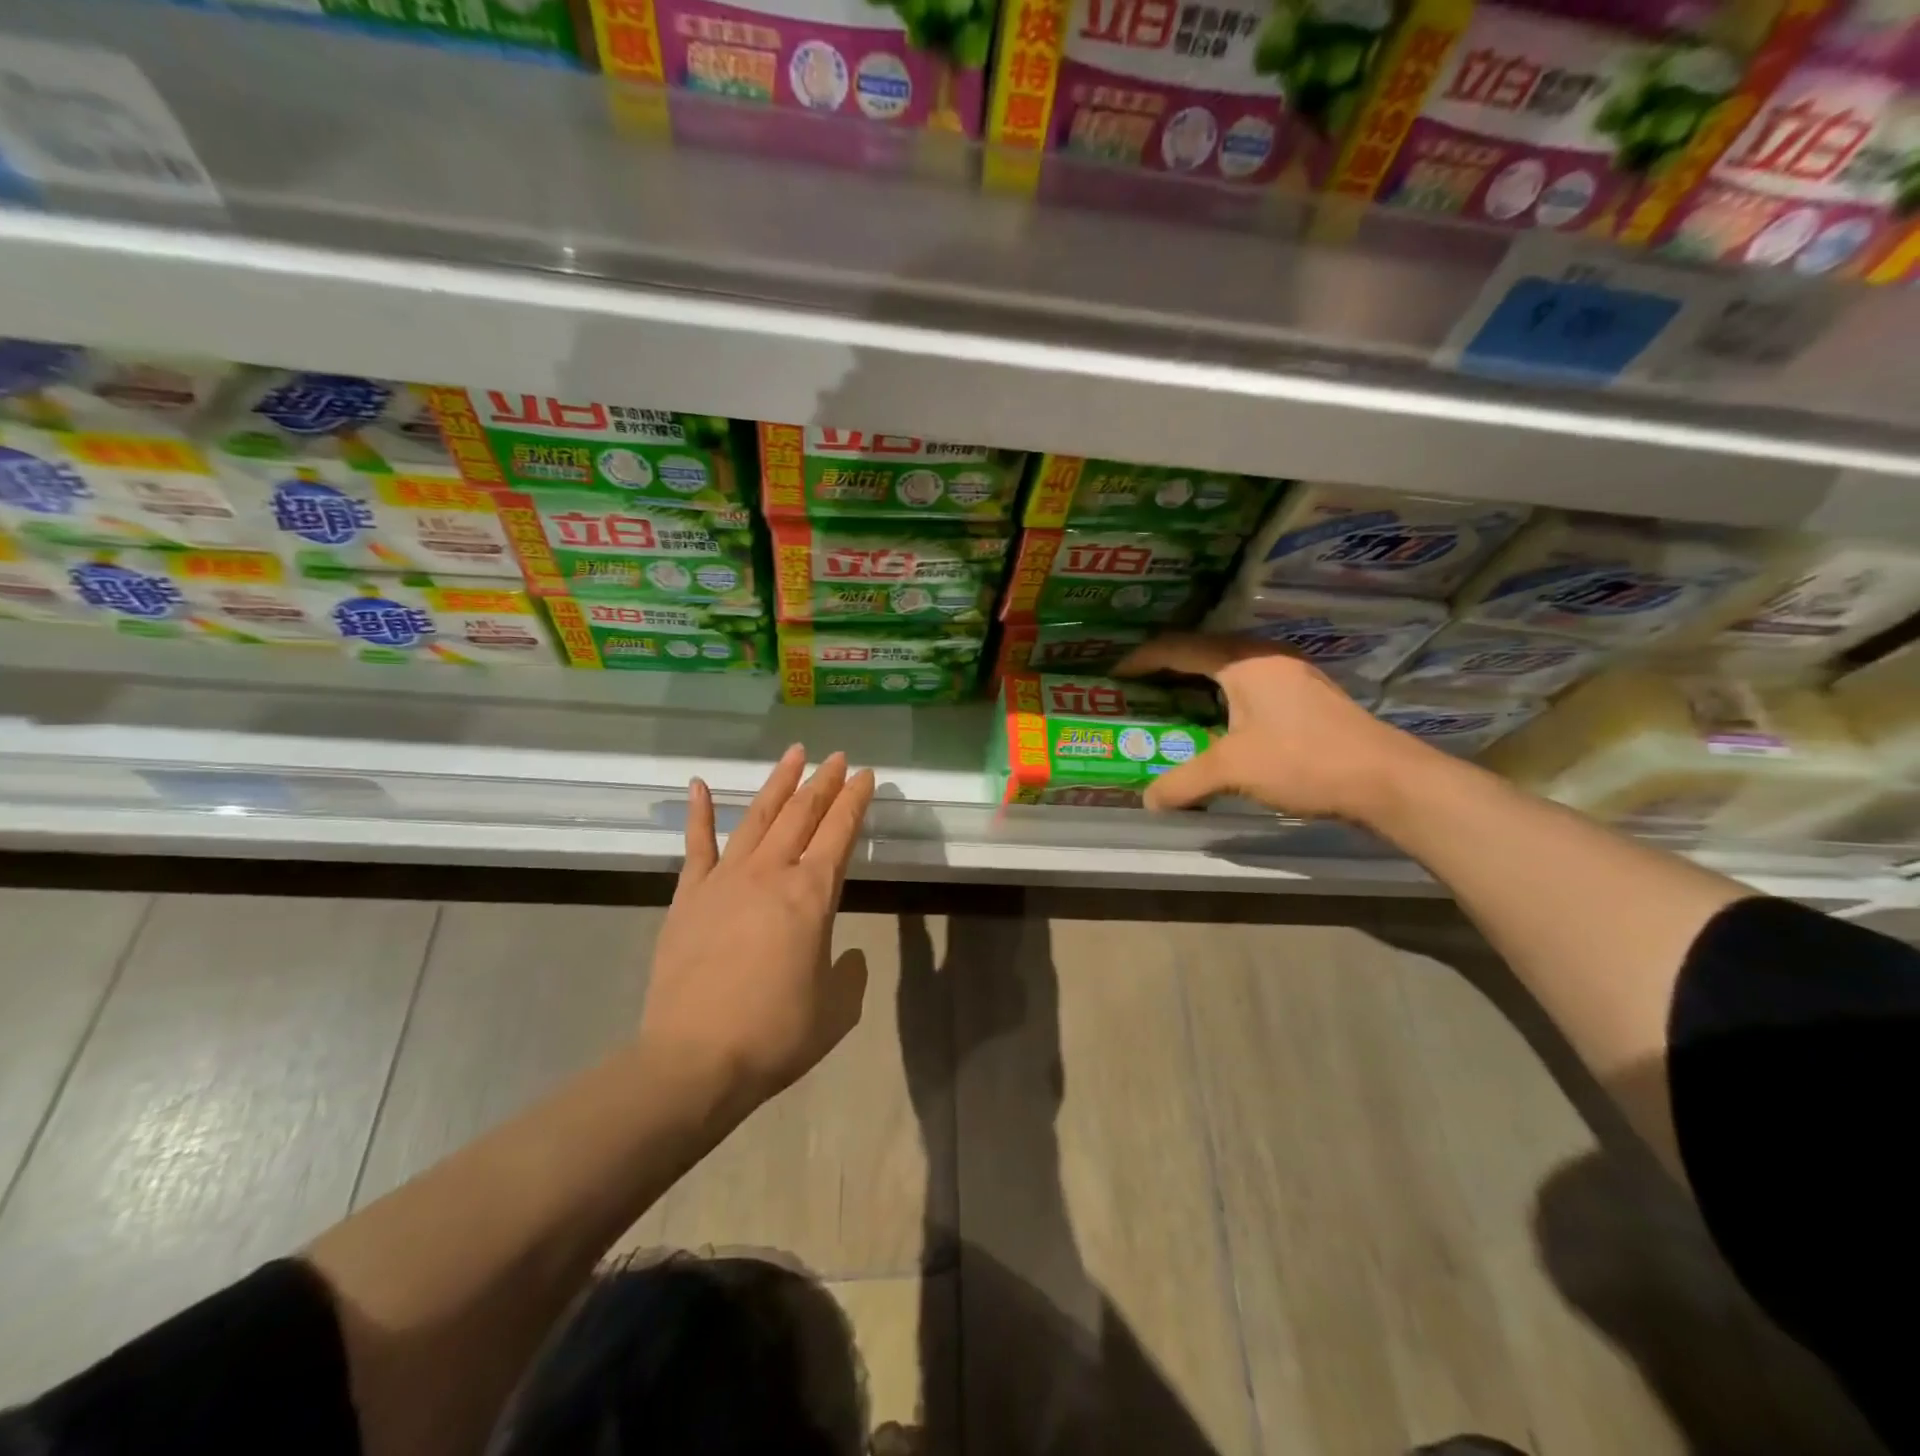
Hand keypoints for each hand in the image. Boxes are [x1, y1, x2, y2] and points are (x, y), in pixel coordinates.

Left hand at [641, 745, 875, 1113]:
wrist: (695, 1060)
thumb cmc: (776, 1034)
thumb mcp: (837, 1009)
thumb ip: (850, 974)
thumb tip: (847, 956)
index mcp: (812, 895)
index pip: (840, 833)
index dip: (856, 800)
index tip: (866, 775)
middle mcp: (771, 874)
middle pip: (802, 814)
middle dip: (824, 782)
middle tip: (838, 757)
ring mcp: (725, 880)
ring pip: (758, 817)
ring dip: (778, 783)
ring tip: (793, 754)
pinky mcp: (689, 896)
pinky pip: (697, 845)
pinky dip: (700, 813)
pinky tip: (700, 785)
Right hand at [1114, 634, 1442, 822]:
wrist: (1387, 779)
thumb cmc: (1303, 759)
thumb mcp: (1232, 769)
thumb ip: (1183, 782)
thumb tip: (1148, 801)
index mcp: (1243, 660)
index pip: (1179, 647)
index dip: (1142, 658)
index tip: (1114, 674)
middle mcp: (1266, 658)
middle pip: (1203, 653)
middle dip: (1167, 669)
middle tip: (1138, 689)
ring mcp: (1291, 676)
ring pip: (1229, 671)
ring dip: (1196, 686)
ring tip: (1169, 705)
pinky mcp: (1306, 699)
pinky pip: (1249, 689)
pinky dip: (1221, 701)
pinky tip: (1216, 725)